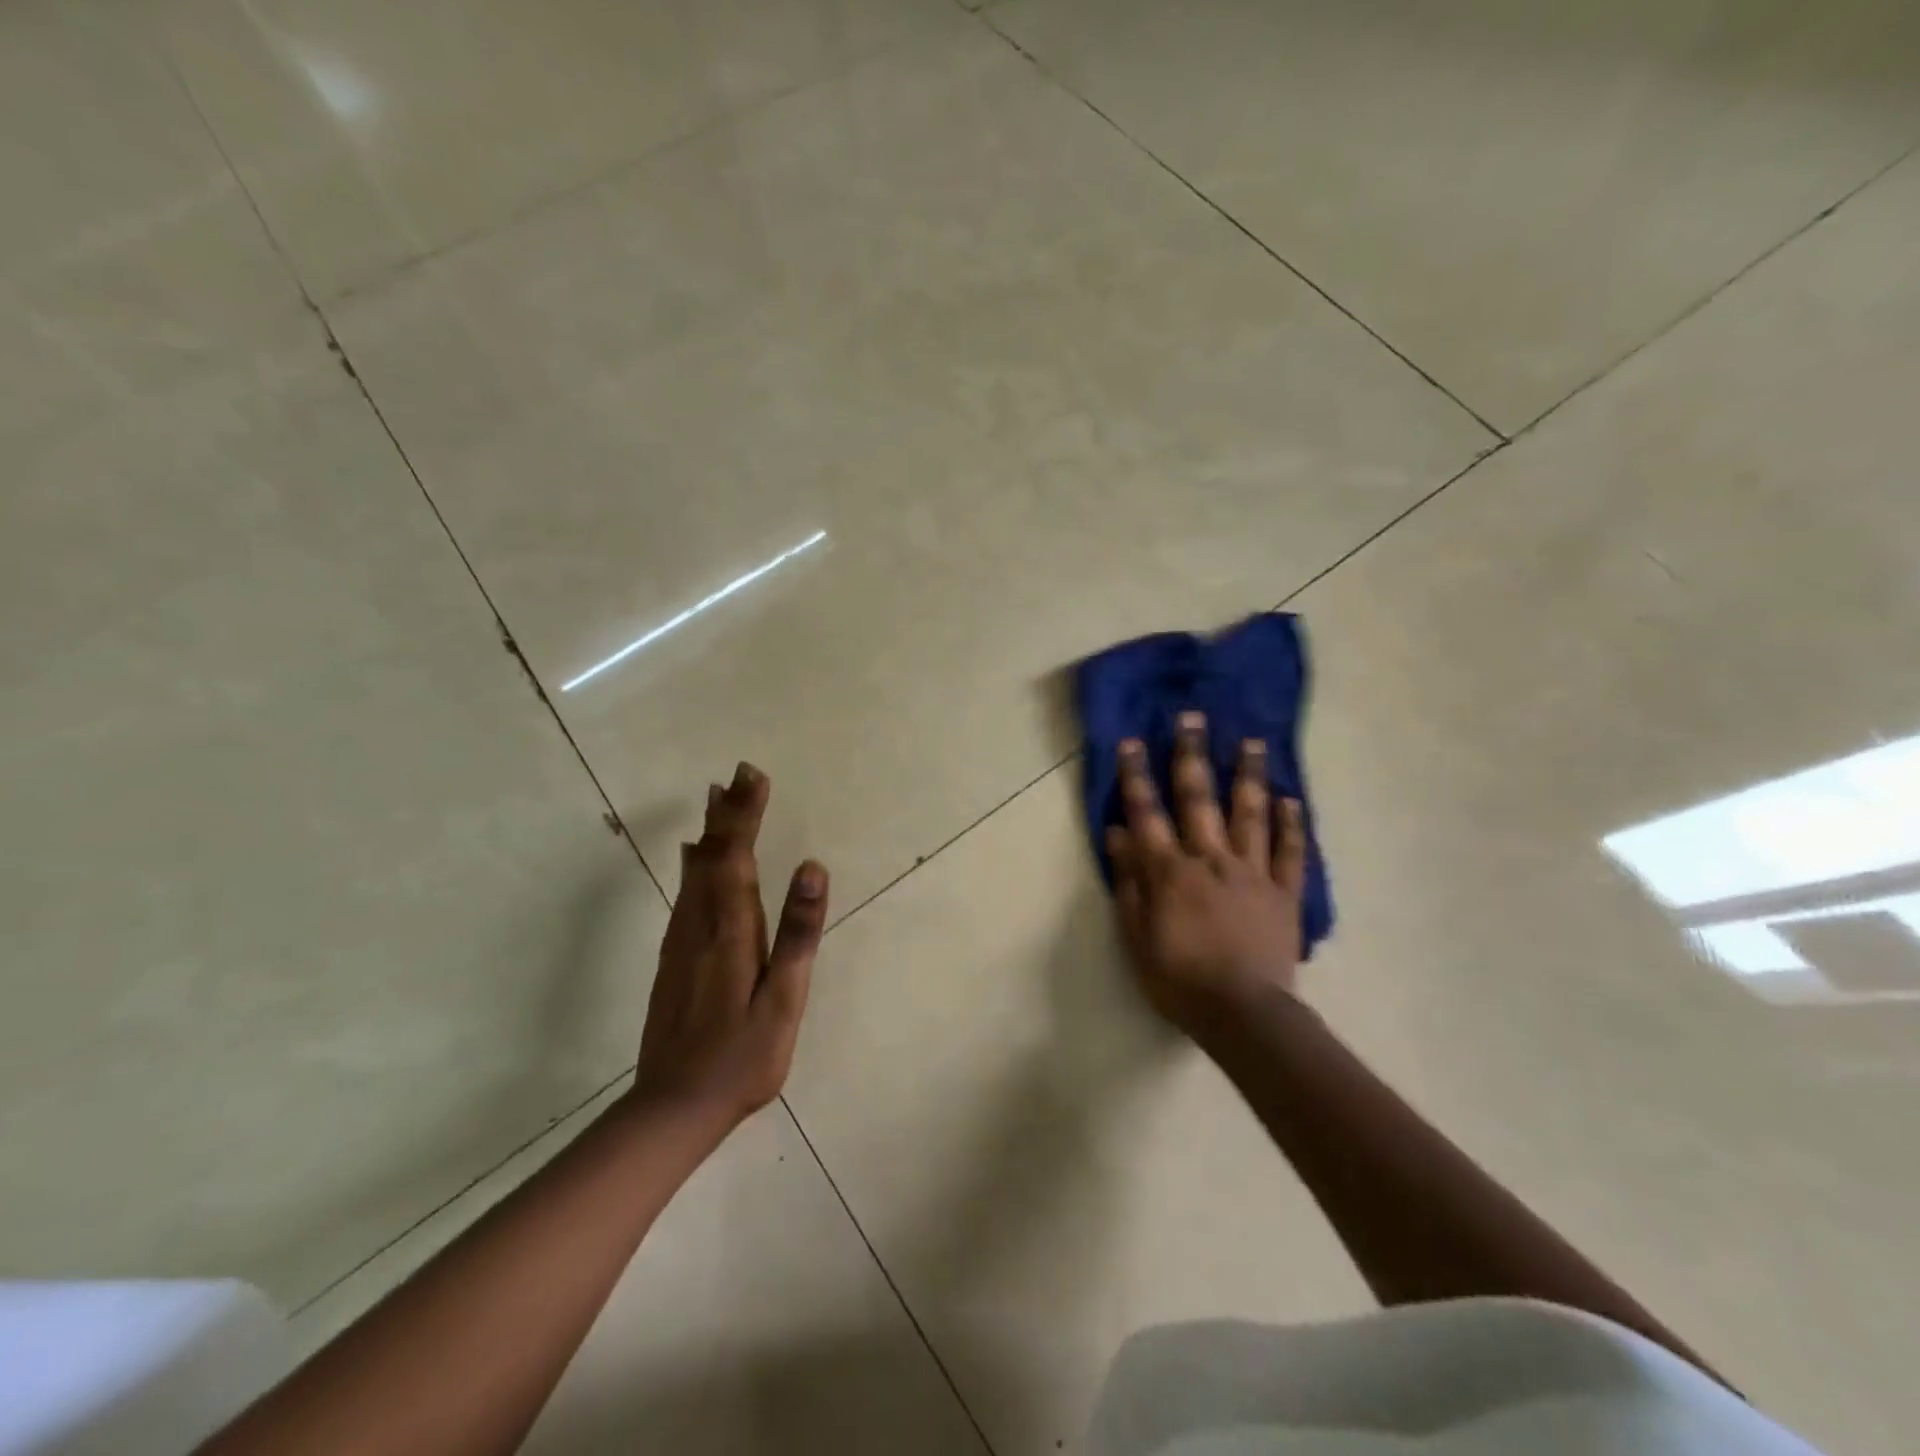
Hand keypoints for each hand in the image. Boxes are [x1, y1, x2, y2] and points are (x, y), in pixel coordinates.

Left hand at [632, 762, 828, 1134]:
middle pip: (713, 856)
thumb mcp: (783, 1000)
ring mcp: (682, 942)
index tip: (752, 775)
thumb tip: (813, 868)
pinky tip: (693, 857)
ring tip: (716, 798)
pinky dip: (694, 864)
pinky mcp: (674, 959)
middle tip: (737, 773)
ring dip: (710, 832)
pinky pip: (685, 894)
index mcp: (731, 931)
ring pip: (695, 872)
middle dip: (728, 813)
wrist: (672, 1108)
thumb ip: (797, 933)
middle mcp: (700, 926)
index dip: (745, 814)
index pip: (737, 856)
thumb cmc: (741, 1058)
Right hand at [1106, 713, 1306, 1033]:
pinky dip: (1291, 824)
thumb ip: (1128, 881)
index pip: (1146, 812)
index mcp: (1170, 870)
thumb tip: (1118, 832)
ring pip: (1249, 814)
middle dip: (1192, 755)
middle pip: (1199, 798)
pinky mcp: (1284, 892)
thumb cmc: (1178, 978)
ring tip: (1252, 741)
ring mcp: (1251, 872)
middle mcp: (1210, 859)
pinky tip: (1292, 798)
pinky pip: (1290, 851)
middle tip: (1193, 717)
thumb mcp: (1136, 935)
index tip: (1132, 741)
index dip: (1136, 775)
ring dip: (1248, 775)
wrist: (1243, 1014)